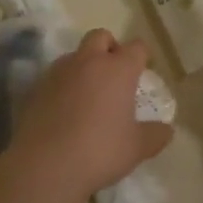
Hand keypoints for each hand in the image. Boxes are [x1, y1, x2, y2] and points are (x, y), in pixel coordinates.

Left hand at [5, 30, 173, 201]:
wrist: (44, 166)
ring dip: (85, 65)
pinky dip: (64, 85)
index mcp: (117, 70)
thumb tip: (166, 129)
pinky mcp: (35, 88)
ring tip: (89, 94)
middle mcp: (87, 62)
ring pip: (75, 55)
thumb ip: (156, 135)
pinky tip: (66, 111)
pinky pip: (55, 76)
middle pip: (100, 36)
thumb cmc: (99, 152)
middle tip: (115, 75)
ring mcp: (58, 72)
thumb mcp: (137, 148)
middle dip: (110, 48)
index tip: (144, 72)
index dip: (142, 56)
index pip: (137, 47)